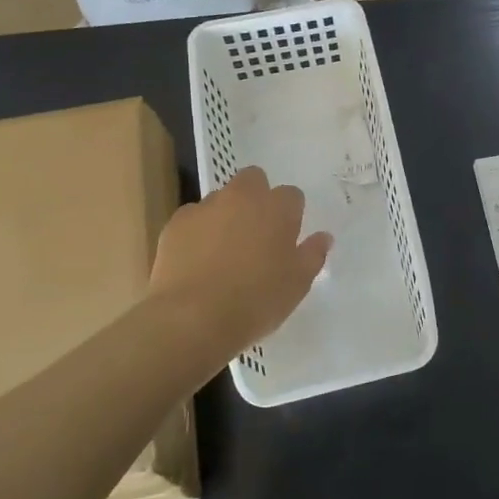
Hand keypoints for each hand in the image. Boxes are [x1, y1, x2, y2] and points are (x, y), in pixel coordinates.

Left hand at [147, 168, 331, 361]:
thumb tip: (323, 237)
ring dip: (226, 215)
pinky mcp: (175, 225)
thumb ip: (313, 254)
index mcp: (277, 208)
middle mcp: (241, 198)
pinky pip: (192, 219)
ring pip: (220, 199)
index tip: (288, 237)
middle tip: (257, 233)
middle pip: (253, 180)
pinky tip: (198, 261)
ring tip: (224, 251)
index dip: (291, 214)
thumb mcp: (298, 284)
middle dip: (257, 197)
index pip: (292, 195)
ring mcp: (204, 208)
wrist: (193, 319)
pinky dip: (198, 232)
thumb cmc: (256, 300)